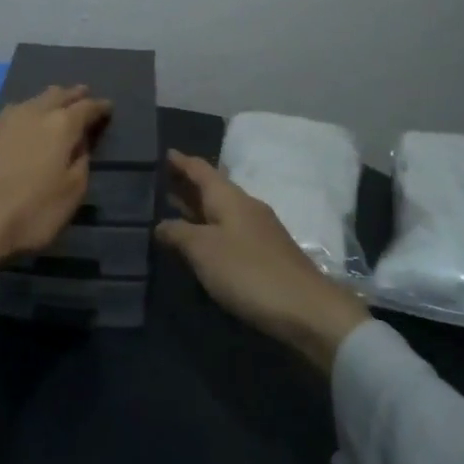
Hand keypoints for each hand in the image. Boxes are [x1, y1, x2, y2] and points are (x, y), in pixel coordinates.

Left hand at [0, 85, 112, 273]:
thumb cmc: (31, 213)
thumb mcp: (71, 194)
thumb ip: (80, 163)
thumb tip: (79, 144)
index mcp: (59, 126)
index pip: (85, 107)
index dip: (99, 106)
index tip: (107, 106)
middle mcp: (31, 114)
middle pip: (55, 95)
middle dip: (71, 94)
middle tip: (82, 95)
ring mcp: (1, 122)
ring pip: (29, 102)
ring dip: (45, 102)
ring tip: (52, 106)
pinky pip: (7, 118)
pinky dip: (21, 118)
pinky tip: (19, 129)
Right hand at [156, 150, 367, 370]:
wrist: (307, 310)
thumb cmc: (249, 271)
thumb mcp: (203, 250)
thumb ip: (177, 233)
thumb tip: (160, 224)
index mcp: (229, 197)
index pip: (200, 169)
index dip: (179, 161)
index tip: (160, 153)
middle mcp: (244, 206)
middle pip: (210, 188)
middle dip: (185, 184)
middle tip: (156, 182)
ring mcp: (257, 230)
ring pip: (219, 210)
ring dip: (196, 208)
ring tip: (170, 209)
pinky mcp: (264, 254)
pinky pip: (228, 230)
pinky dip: (208, 228)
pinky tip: (198, 241)